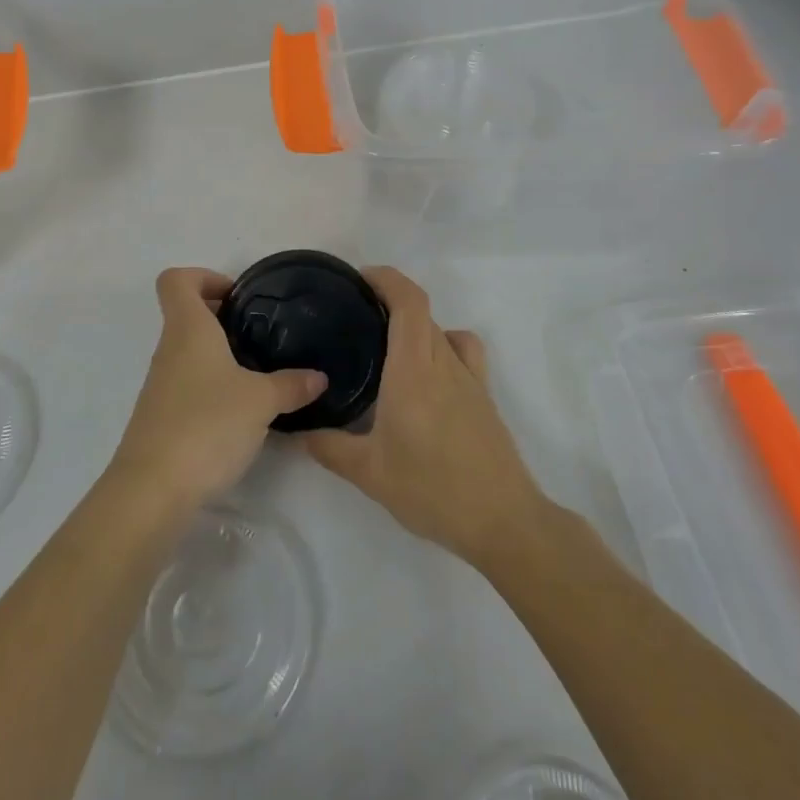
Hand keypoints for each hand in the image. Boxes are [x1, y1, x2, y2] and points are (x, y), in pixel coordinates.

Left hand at [111, 268, 326, 510]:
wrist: (152, 490)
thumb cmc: (206, 425)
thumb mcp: (260, 402)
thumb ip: (291, 385)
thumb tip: (319, 376)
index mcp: (188, 329)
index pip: (176, 280)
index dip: (203, 277)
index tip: (237, 296)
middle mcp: (169, 350)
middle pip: (186, 315)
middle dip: (222, 318)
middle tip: (259, 336)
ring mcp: (160, 385)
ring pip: (188, 352)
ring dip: (219, 355)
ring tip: (257, 375)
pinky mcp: (161, 418)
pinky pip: (187, 386)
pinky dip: (211, 388)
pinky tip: (239, 413)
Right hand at [304, 267, 546, 567]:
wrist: (503, 521)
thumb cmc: (432, 489)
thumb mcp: (370, 473)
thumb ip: (329, 447)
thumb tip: (296, 431)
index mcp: (414, 368)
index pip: (409, 301)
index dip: (387, 278)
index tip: (359, 279)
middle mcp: (444, 362)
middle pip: (421, 312)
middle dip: (389, 302)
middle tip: (355, 319)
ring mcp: (469, 377)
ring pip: (440, 330)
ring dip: (415, 325)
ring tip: (388, 344)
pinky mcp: (484, 396)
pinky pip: (463, 351)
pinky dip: (443, 345)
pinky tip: (428, 375)